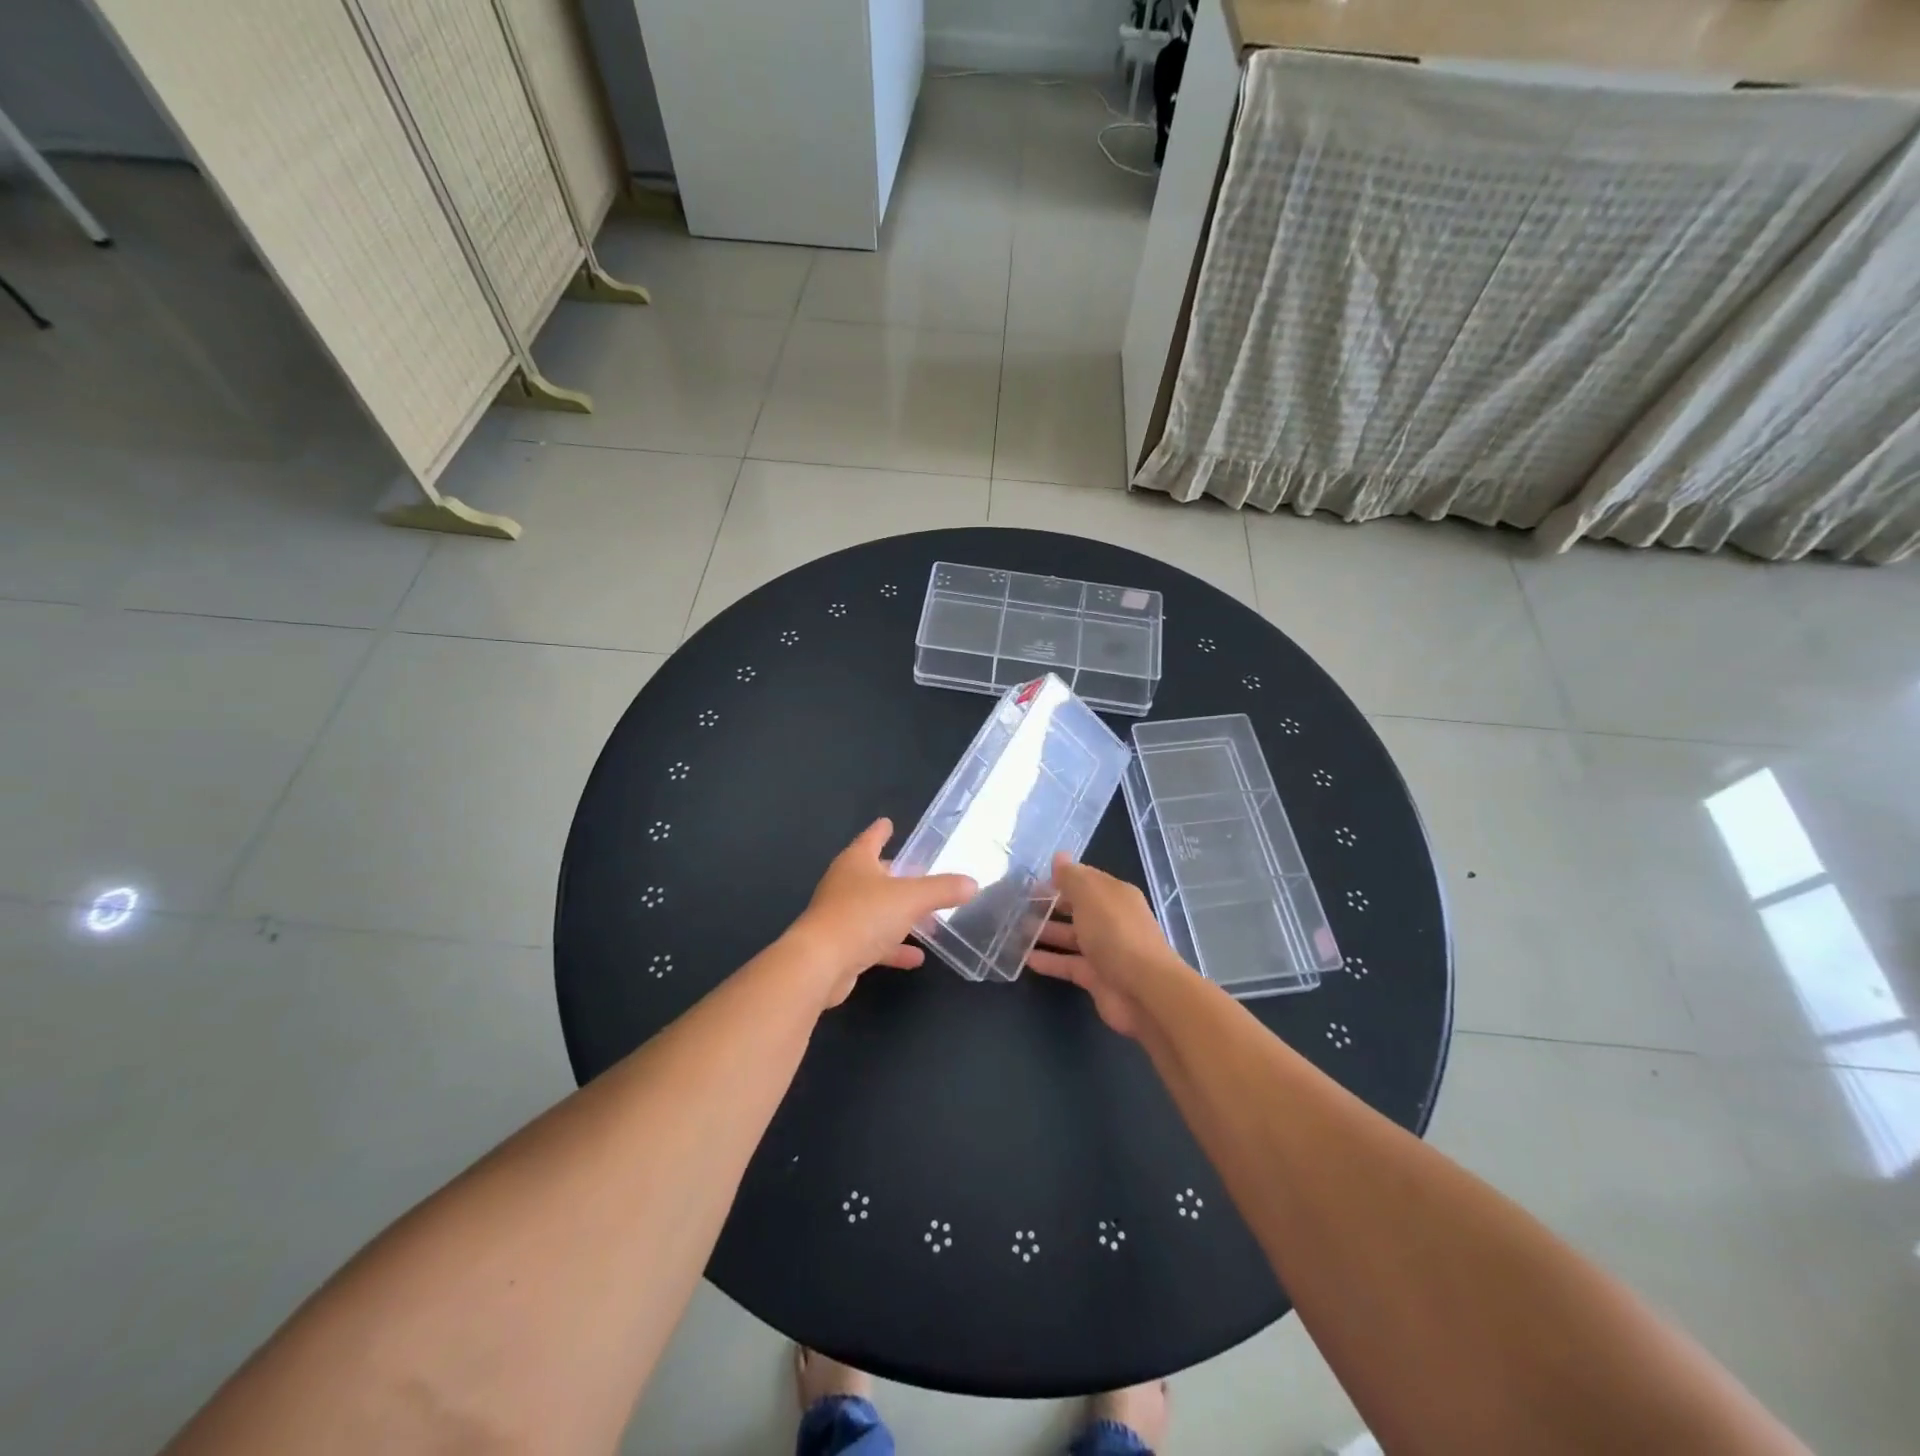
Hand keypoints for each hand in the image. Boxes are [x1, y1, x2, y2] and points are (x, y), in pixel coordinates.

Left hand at [788, 818, 976, 1008]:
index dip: (881, 831)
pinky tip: (916, 957)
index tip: (888, 822)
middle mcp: (845, 885)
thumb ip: (942, 889)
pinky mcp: (842, 948)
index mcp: (856, 862)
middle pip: (874, 875)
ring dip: (898, 915)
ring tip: (927, 920)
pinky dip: (893, 947)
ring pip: (875, 910)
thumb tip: (972, 883)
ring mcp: (841, 917)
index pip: (871, 838)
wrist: (820, 964)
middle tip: (919, 874)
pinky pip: (874, 942)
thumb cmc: (863, 916)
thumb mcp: (911, 898)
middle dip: (895, 875)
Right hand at [1027, 854, 1179, 1037]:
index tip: (1033, 881)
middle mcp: (1112, 920)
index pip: (1086, 880)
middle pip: (1078, 908)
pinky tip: (1025, 959)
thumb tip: (1059, 856)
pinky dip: (1049, 961)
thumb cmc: (1115, 933)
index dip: (1061, 878)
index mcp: (1115, 895)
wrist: (1143, 990)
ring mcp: (1105, 950)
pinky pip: (1068, 964)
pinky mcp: (1096, 978)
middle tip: (1019, 905)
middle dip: (1051, 905)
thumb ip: (1071, 876)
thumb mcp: (1090, 895)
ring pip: (1071, 937)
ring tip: (1015, 930)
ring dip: (1046, 933)